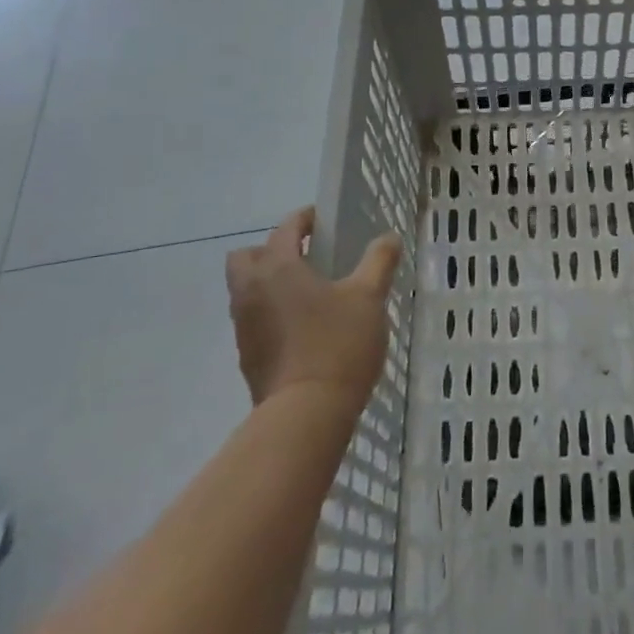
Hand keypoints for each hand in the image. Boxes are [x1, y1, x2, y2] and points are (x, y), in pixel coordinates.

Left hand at [226, 207, 402, 411]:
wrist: (306, 415)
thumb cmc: (338, 343)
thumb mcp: (369, 296)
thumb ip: (379, 261)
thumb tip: (389, 238)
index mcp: (278, 268)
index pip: (285, 228)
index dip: (305, 219)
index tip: (325, 220)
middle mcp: (251, 291)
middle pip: (247, 256)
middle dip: (272, 250)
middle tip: (308, 258)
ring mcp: (244, 326)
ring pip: (246, 290)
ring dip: (270, 283)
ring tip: (310, 294)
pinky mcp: (247, 357)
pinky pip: (254, 320)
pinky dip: (271, 313)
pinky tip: (304, 328)